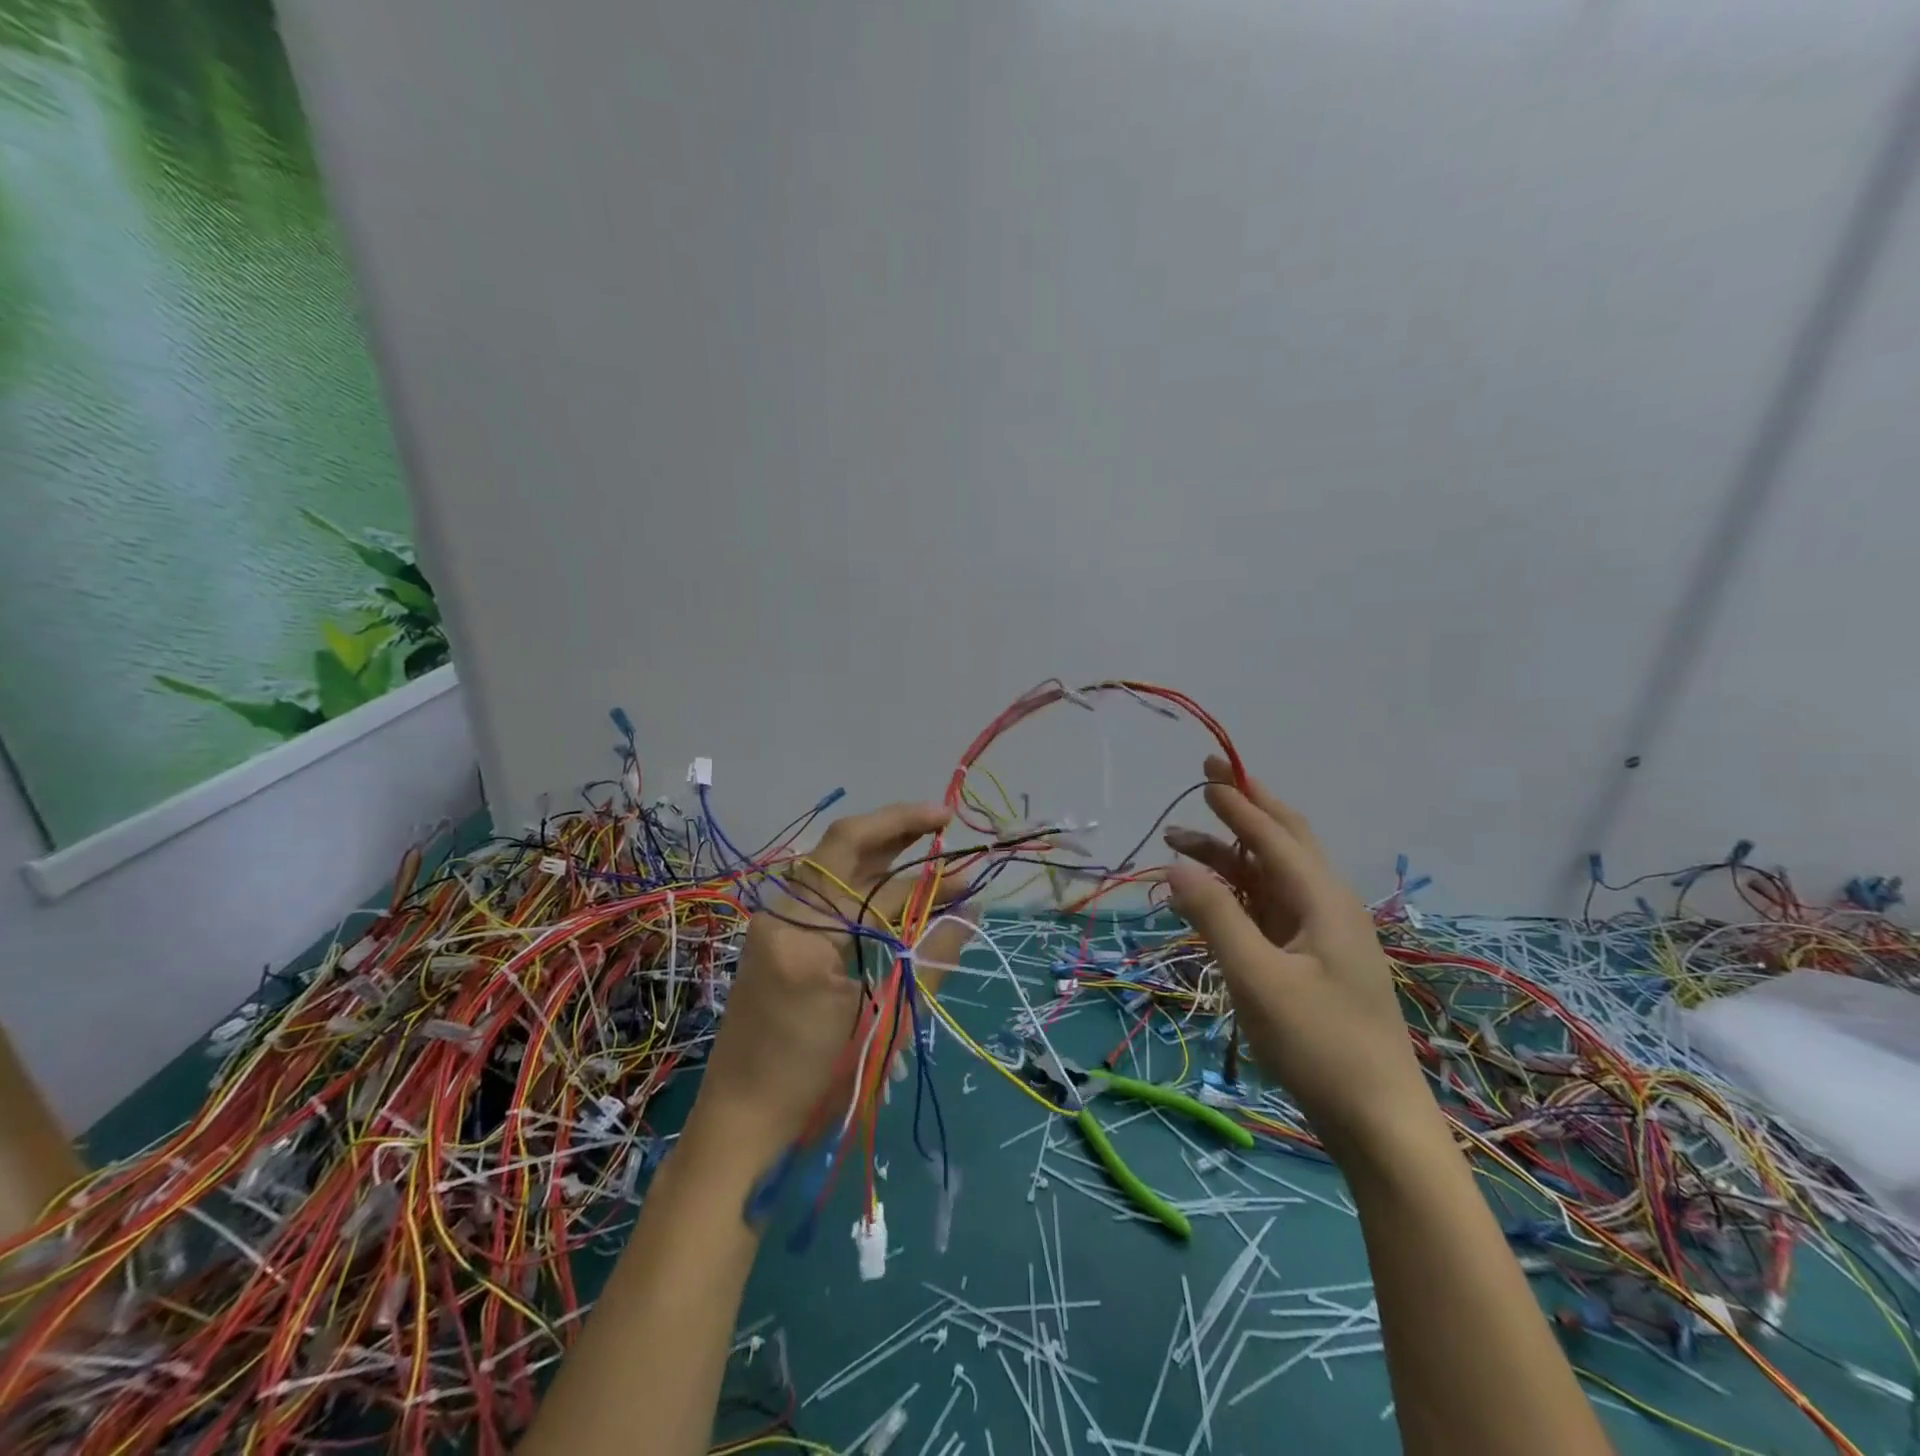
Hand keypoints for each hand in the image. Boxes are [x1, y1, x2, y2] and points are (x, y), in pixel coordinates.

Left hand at [690, 802, 974, 1168]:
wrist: (741, 1122)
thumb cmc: (816, 1080)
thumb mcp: (884, 1021)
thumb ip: (929, 958)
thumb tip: (971, 910)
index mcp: (804, 930)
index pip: (869, 870)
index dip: (917, 852)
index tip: (953, 832)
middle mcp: (782, 912)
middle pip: (841, 848)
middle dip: (894, 830)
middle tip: (940, 822)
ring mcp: (774, 923)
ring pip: (832, 867)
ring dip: (879, 853)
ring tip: (925, 846)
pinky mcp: (777, 938)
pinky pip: (824, 894)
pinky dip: (861, 884)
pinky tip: (892, 887)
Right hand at [1163, 757, 1438, 1162]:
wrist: (1377, 1119)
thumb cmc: (1318, 1045)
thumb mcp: (1257, 980)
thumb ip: (1215, 917)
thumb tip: (1176, 865)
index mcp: (1322, 901)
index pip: (1274, 836)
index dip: (1238, 803)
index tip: (1207, 773)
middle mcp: (1326, 905)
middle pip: (1285, 840)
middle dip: (1247, 806)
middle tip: (1208, 778)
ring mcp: (1322, 932)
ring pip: (1273, 873)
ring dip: (1231, 851)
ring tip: (1180, 841)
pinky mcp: (1313, 957)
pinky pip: (1270, 904)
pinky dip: (1238, 887)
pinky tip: (1210, 892)